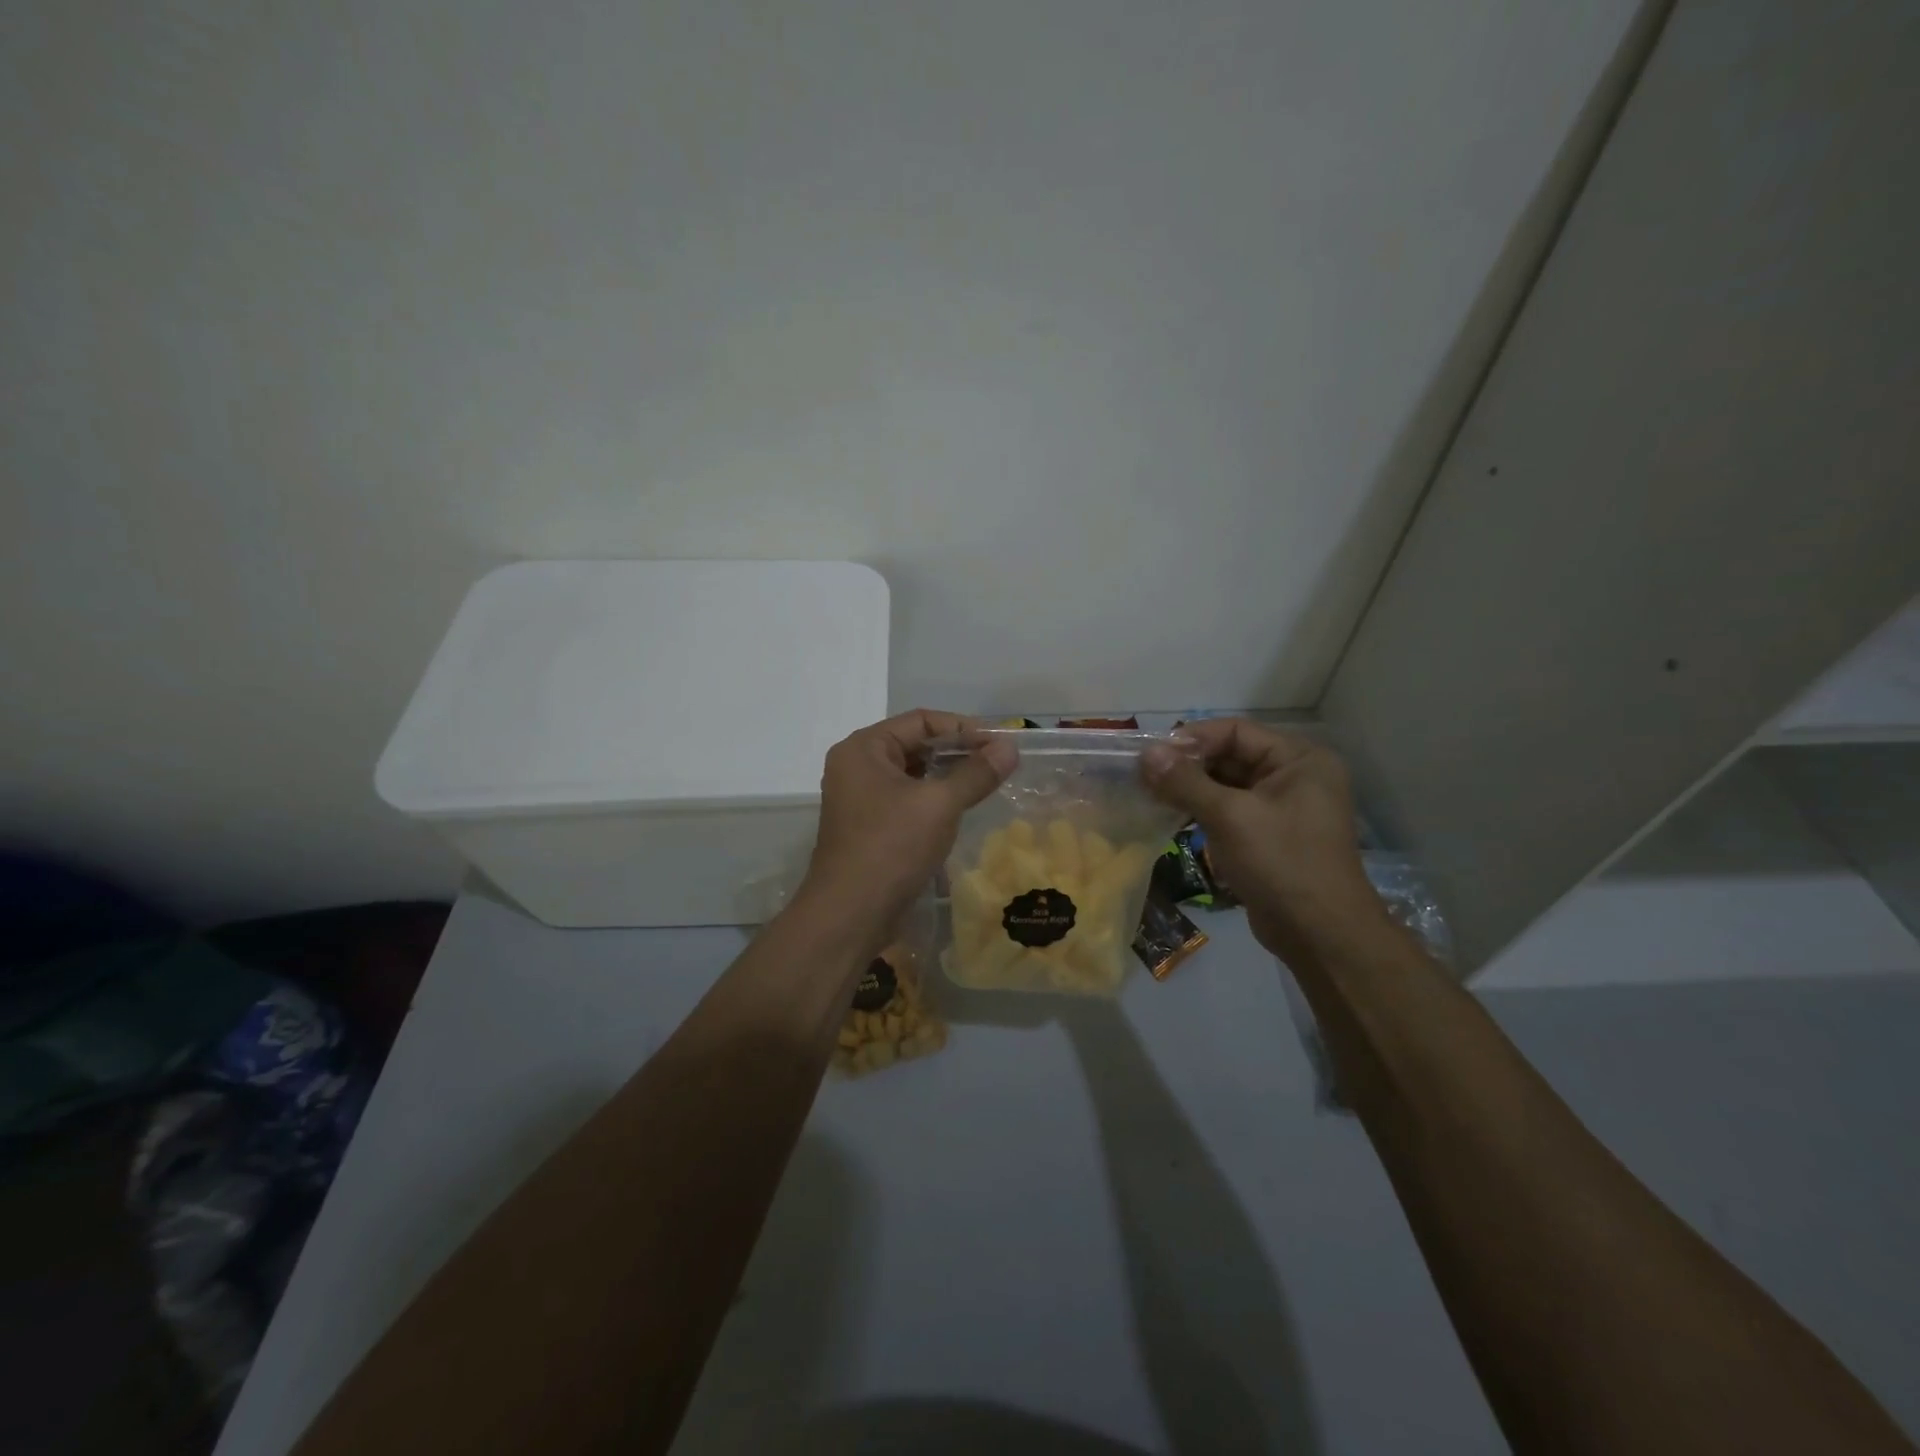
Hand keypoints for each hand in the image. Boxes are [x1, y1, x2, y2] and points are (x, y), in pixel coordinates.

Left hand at [800, 709, 1016, 938]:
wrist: (849, 915)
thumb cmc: (891, 848)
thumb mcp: (939, 805)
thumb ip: (976, 773)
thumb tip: (1010, 747)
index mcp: (863, 748)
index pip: (920, 720)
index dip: (963, 728)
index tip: (1000, 743)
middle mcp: (857, 766)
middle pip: (915, 745)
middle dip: (957, 752)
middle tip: (999, 763)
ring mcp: (860, 799)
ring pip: (912, 775)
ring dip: (948, 777)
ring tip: (987, 783)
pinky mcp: (868, 827)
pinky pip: (906, 801)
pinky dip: (934, 800)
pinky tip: (962, 810)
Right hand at [1140, 719, 1385, 959]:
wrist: (1320, 935)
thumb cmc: (1281, 863)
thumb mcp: (1230, 817)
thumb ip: (1186, 782)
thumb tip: (1146, 753)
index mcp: (1299, 759)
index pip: (1236, 732)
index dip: (1192, 739)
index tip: (1151, 754)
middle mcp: (1294, 775)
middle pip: (1230, 755)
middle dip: (1187, 765)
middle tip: (1144, 776)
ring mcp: (1282, 807)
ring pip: (1226, 784)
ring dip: (1190, 788)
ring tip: (1150, 794)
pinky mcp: (1269, 834)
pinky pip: (1230, 810)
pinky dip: (1201, 810)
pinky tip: (1170, 814)